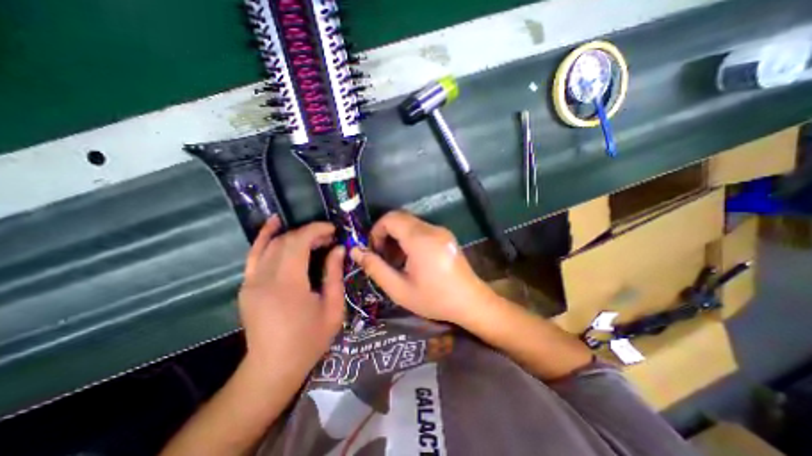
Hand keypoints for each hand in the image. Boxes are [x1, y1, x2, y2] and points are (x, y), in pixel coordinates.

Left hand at [239, 216, 345, 379]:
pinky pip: (255, 254)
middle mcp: (264, 279)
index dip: (316, 230)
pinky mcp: (247, 285)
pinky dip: (265, 237)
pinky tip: (274, 224)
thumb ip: (334, 274)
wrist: (273, 368)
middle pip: (285, 241)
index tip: (333, 230)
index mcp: (288, 285)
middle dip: (309, 233)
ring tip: (312, 234)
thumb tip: (338, 248)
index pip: (298, 243)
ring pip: (271, 244)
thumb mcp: (332, 308)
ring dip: (293, 234)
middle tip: (329, 237)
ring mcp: (251, 282)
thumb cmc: (309, 340)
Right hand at [349, 210, 494, 323]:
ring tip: (396, 261)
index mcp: (420, 239)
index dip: (376, 230)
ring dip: (398, 237)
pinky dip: (410, 239)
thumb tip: (356, 251)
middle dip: (386, 234)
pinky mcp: (446, 236)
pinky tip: (411, 259)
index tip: (374, 250)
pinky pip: (422, 230)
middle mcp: (432, 229)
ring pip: (411, 224)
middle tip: (383, 257)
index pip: (391, 218)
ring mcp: (441, 231)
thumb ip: (375, 268)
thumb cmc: (434, 299)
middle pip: (400, 218)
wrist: (471, 302)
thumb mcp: (399, 289)